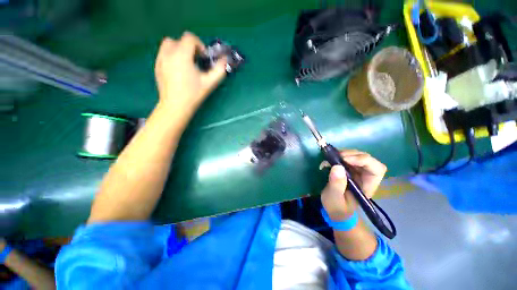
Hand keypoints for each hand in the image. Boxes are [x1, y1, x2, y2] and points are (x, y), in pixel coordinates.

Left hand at [154, 32, 226, 117]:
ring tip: (185, 64)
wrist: (175, 106)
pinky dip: (172, 56)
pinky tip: (178, 70)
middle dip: (188, 47)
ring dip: (178, 50)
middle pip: (178, 40)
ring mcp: (160, 59)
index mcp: (182, 55)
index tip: (203, 57)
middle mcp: (168, 53)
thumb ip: (219, 70)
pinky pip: (163, 54)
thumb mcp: (209, 83)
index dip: (199, 45)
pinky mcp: (157, 66)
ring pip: (168, 45)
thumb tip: (224, 60)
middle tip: (195, 60)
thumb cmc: (193, 94)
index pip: (189, 38)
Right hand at [321, 149, 386, 220]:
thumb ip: (337, 184)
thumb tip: (337, 166)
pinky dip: (337, 156)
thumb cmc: (336, 207)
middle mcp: (365, 176)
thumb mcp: (334, 198)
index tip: (345, 160)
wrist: (333, 208)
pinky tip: (328, 160)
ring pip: (356, 155)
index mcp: (368, 185)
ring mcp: (357, 171)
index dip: (364, 161)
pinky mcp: (348, 168)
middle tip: (335, 157)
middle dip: (351, 155)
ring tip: (329, 159)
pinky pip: (346, 157)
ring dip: (343, 154)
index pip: (377, 169)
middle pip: (366, 158)